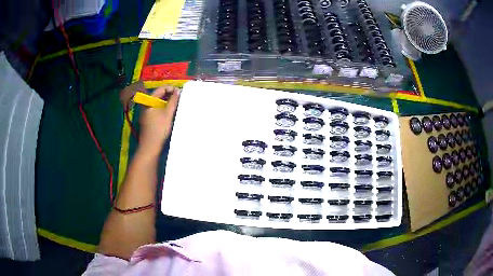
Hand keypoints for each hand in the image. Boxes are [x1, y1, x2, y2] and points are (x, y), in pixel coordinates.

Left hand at [138, 86, 179, 154]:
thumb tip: (178, 90)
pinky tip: (170, 113)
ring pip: (158, 103)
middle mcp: (146, 105)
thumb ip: (173, 101)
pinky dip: (163, 108)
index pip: (161, 89)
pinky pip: (156, 109)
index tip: (180, 92)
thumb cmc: (159, 129)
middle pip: (159, 95)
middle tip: (180, 98)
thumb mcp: (168, 114)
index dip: (171, 88)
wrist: (150, 146)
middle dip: (169, 95)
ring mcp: (146, 112)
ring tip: (177, 105)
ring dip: (167, 102)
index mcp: (150, 101)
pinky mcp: (147, 119)